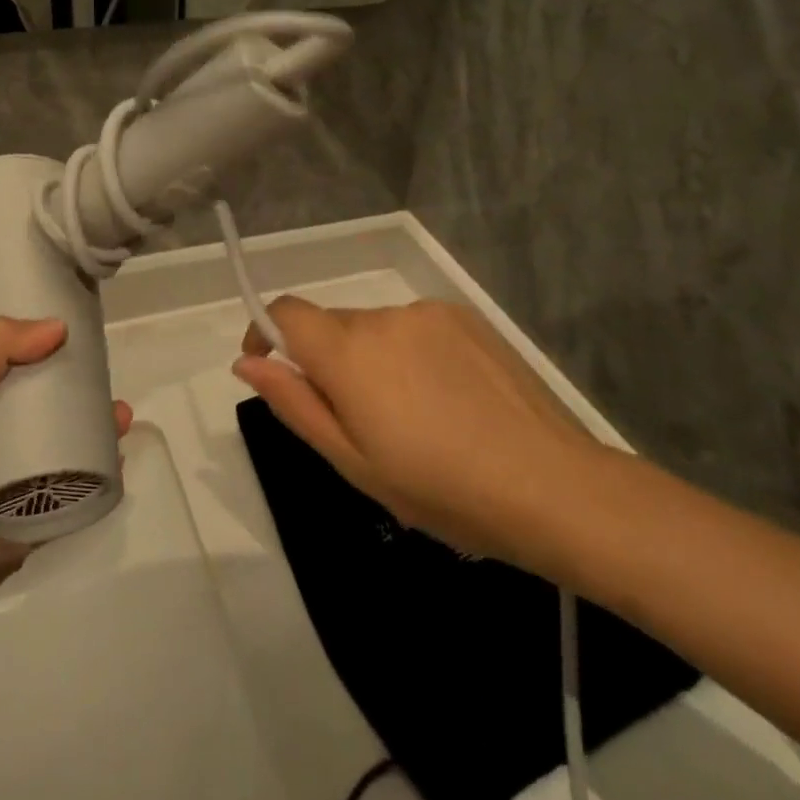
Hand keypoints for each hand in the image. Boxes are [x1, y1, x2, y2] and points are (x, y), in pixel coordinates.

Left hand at [0, 317, 132, 626]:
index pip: (4, 365)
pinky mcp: (34, 518)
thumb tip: (58, 326)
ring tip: (121, 416)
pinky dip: (97, 471)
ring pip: (61, 443)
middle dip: (75, 386)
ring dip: (93, 426)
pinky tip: (119, 456)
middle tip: (105, 374)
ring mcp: (12, 481)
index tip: (74, 329)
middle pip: (39, 402)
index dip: (36, 345)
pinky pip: (72, 488)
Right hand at [233, 298, 608, 575]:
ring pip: (376, 328)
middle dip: (328, 361)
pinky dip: (412, 353)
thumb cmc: (440, 488)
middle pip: (333, 324)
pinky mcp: (467, 317)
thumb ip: (294, 404)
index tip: (272, 366)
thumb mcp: (353, 462)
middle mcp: (384, 316)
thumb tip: (247, 362)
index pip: (286, 311)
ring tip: (413, 418)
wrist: (551, 485)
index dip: (267, 331)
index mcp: (349, 351)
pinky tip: (447, 399)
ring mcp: (429, 312)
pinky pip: (416, 327)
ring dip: (373, 359)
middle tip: (359, 422)